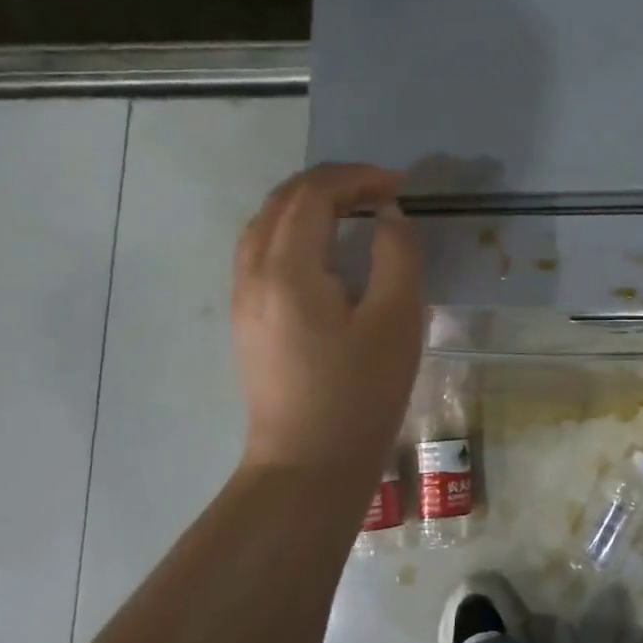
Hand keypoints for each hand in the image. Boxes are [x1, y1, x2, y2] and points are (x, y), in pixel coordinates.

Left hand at [231, 164, 425, 481]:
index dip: (357, 177)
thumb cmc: (360, 394)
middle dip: (334, 183)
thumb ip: (397, 253)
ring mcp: (243, 296)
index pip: (313, 193)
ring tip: (356, 210)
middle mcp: (253, 273)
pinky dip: (295, 228)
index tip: (399, 186)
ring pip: (267, 222)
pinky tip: (325, 248)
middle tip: (382, 191)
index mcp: (288, 269)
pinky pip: (262, 249)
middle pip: (284, 200)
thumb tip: (386, 216)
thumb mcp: (398, 320)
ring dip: (311, 203)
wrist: (308, 465)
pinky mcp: (246, 318)